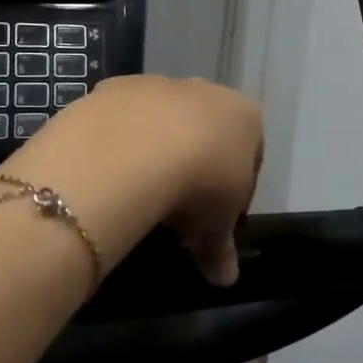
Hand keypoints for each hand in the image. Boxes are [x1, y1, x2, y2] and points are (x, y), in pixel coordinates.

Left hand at [0, 75, 261, 287]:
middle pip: (206, 130)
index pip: (251, 153)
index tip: (217, 218)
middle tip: (179, 207)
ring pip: (163, 120)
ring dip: (156, 149)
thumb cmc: (197, 185)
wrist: (133, 151)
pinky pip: (123, 117)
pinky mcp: (116, 87)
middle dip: (196, 163)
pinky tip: (111, 172)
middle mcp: (207, 90)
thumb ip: (221, 249)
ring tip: (141, 192)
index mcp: (246, 116)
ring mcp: (160, 83)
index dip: (236, 189)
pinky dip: (120, 141)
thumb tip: (226, 280)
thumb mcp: (215, 228)